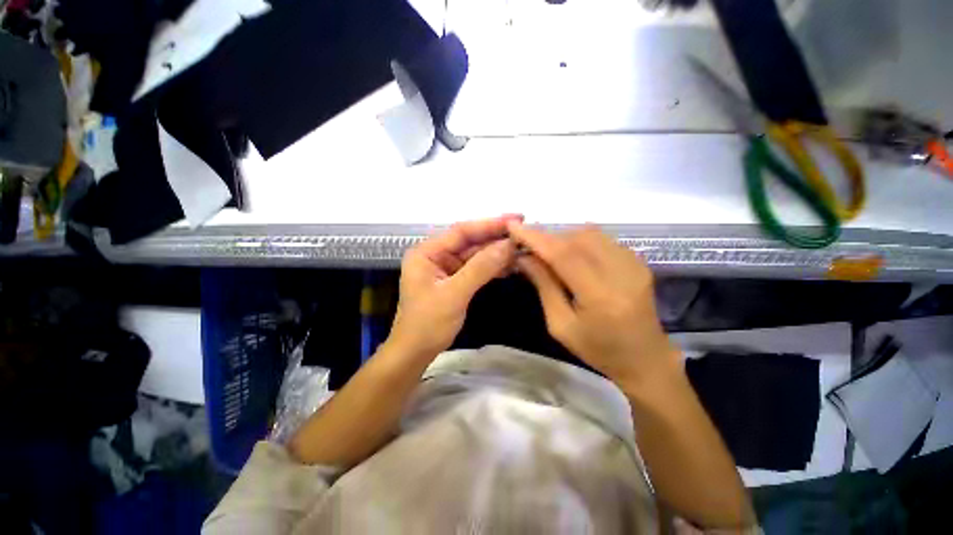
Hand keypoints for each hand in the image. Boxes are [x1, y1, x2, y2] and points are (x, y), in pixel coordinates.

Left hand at [387, 216, 520, 359]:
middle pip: (470, 241)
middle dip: (496, 238)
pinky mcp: (455, 280)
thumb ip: (480, 268)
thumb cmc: (428, 324)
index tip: (515, 219)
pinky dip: (492, 267)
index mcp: (427, 252)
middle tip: (523, 233)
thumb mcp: (454, 295)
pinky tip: (510, 265)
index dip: (489, 224)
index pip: (461, 231)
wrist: (416, 353)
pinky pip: (476, 268)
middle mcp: (436, 255)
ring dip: (497, 253)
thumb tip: (508, 245)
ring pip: (475, 255)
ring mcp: (446, 268)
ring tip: (522, 249)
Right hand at [508, 222, 678, 386]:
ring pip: (589, 234)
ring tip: (547, 251)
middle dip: (547, 237)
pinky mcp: (638, 260)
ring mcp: (634, 263)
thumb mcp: (560, 325)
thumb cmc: (597, 349)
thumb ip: (544, 286)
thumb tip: (524, 257)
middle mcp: (621, 272)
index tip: (513, 226)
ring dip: (563, 237)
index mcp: (600, 296)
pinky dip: (579, 240)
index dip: (536, 238)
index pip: (563, 255)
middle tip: (528, 246)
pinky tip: (571, 255)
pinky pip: (602, 239)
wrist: (645, 357)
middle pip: (576, 238)